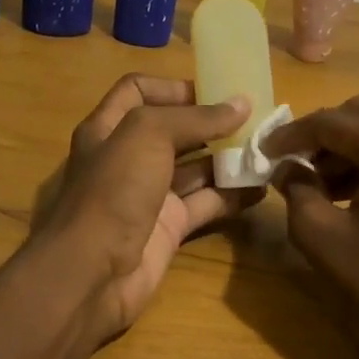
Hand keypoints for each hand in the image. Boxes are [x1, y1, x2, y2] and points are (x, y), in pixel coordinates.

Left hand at [31, 76, 253, 339]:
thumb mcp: (148, 135)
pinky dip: (232, 194)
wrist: (93, 272)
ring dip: (228, 158)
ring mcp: (149, 194)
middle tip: (253, 118)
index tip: (214, 92)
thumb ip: (196, 117)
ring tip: (265, 149)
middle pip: (173, 130)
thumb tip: (242, 104)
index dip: (172, 87)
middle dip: (211, 123)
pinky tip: (260, 187)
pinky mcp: (169, 227)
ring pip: (194, 168)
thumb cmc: (114, 189)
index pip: (138, 91)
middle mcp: (128, 157)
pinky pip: (206, 203)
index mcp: (109, 127)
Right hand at [265, 95, 358, 358]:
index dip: (291, 134)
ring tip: (313, 182)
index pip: (332, 121)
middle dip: (321, 131)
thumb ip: (296, 190)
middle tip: (291, 160)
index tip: (263, 152)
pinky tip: (344, 195)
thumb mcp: (321, 236)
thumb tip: (286, 169)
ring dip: (344, 147)